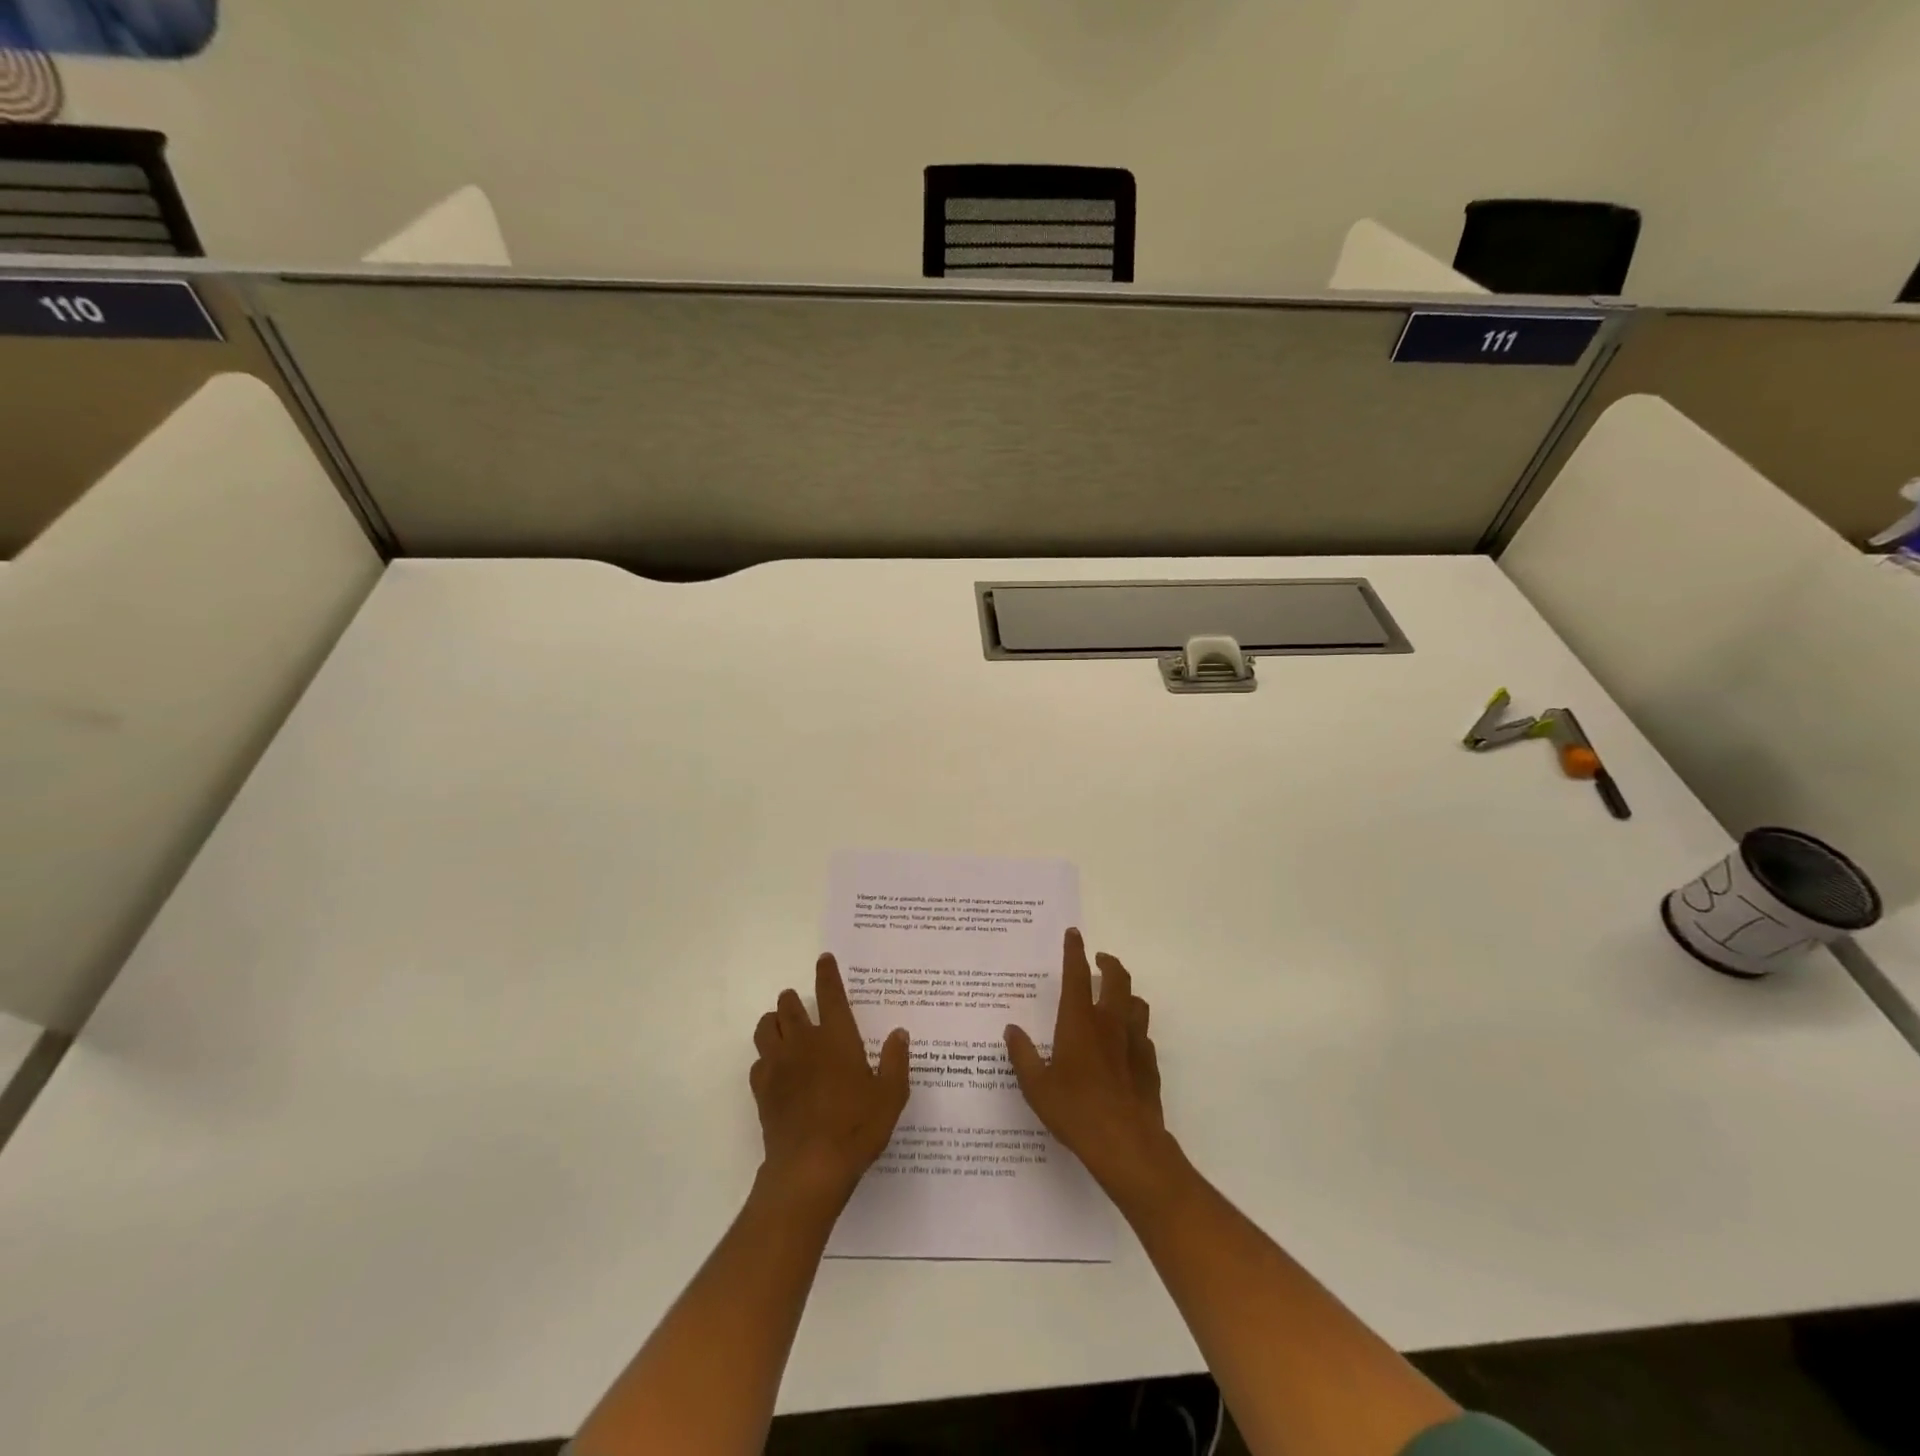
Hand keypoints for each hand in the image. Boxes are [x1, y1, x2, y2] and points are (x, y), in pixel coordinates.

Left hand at [751, 954, 910, 1208]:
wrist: (810, 1168)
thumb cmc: (857, 1127)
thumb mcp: (891, 1096)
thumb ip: (896, 1061)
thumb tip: (899, 1033)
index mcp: (837, 1038)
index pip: (830, 995)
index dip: (827, 974)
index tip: (824, 959)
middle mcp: (804, 1043)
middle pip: (788, 1006)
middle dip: (792, 999)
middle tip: (798, 1002)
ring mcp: (779, 1065)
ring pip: (765, 1028)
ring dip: (773, 1021)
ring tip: (782, 1028)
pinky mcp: (762, 1090)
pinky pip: (757, 1061)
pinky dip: (765, 1057)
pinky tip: (775, 1068)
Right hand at [1005, 929, 1174, 1202]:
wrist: (1126, 1144)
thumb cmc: (1075, 1111)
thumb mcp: (1036, 1086)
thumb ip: (1023, 1055)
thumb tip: (1011, 1030)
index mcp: (1079, 1021)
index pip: (1077, 974)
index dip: (1075, 950)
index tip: (1074, 933)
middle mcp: (1109, 1023)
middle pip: (1117, 978)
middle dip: (1108, 963)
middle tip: (1099, 960)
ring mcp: (1134, 1042)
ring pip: (1136, 1002)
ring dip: (1126, 993)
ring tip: (1116, 997)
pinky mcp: (1150, 1064)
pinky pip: (1144, 1035)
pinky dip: (1135, 1028)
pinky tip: (1127, 1042)